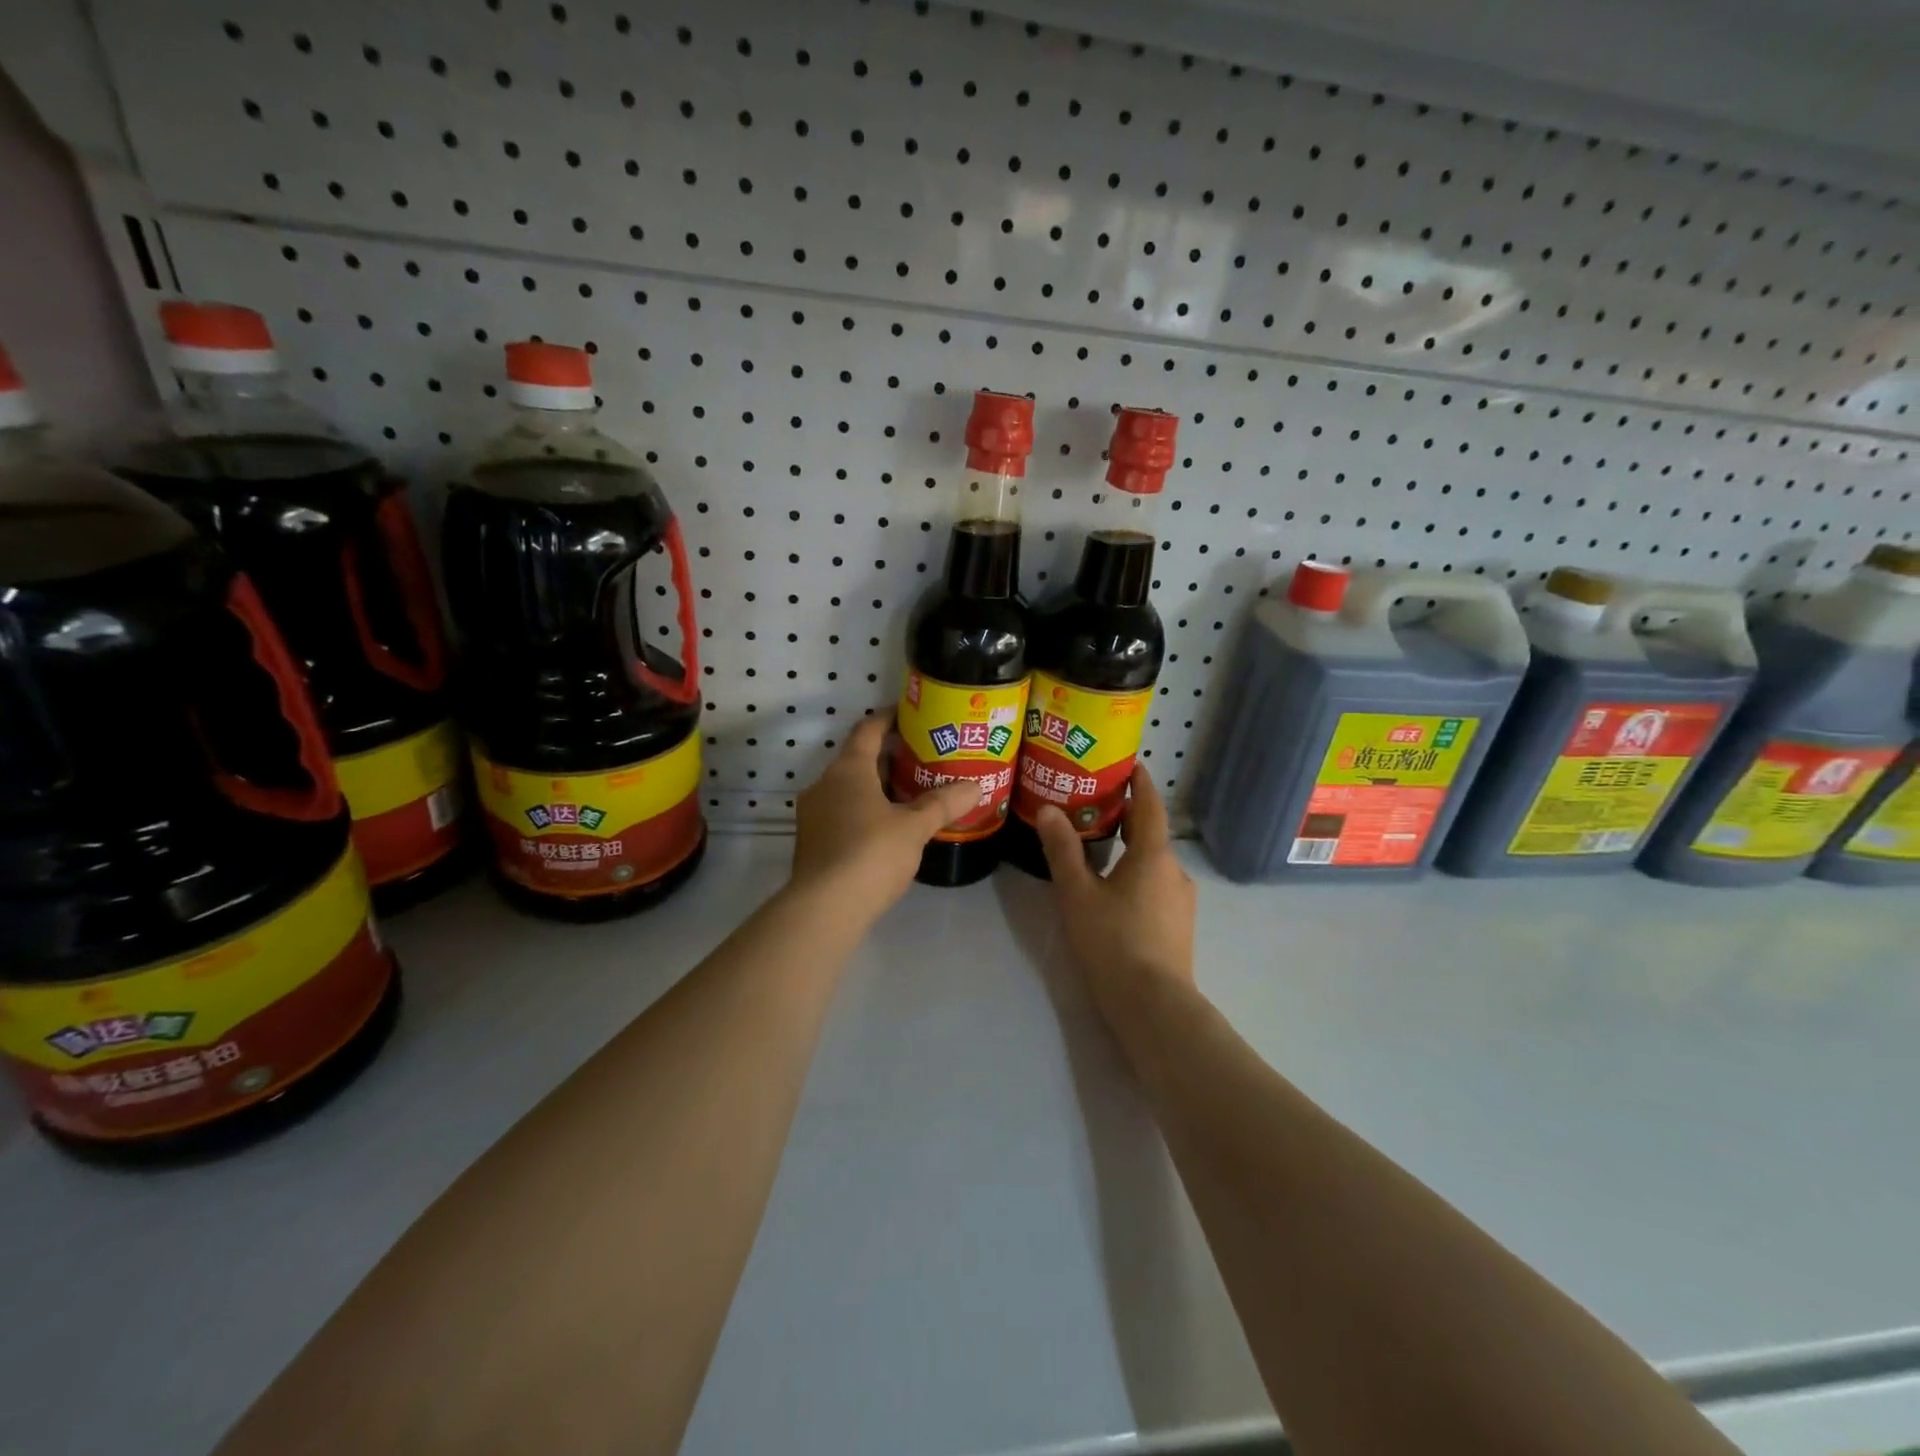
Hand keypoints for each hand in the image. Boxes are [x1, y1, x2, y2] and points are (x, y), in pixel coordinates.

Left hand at [789, 713, 981, 922]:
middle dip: (889, 758)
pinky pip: (842, 814)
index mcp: (847, 770)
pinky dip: (865, 812)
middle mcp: (824, 784)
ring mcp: (814, 815)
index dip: (888, 719)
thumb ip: (943, 804)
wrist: (824, 908)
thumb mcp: (915, 827)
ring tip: (911, 795)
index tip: (910, 714)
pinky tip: (889, 829)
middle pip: (858, 760)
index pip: (867, 730)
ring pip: (849, 790)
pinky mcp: (813, 842)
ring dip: (877, 788)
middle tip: (923, 760)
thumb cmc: (871, 854)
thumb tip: (976, 786)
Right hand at [1035, 765, 1196, 1017]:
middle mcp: (1174, 870)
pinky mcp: (1178, 925)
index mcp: (1153, 855)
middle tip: (1096, 802)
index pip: (1150, 805)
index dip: (1139, 782)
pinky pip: (1157, 884)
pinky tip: (1114, 889)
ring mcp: (1181, 900)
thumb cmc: (1113, 941)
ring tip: (1099, 845)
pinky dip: (1137, 872)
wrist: (1153, 1005)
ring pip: (1154, 861)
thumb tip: (1050, 809)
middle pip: (1152, 832)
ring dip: (1131, 847)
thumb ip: (1063, 850)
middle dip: (1128, 815)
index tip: (1127, 764)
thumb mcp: (1078, 893)